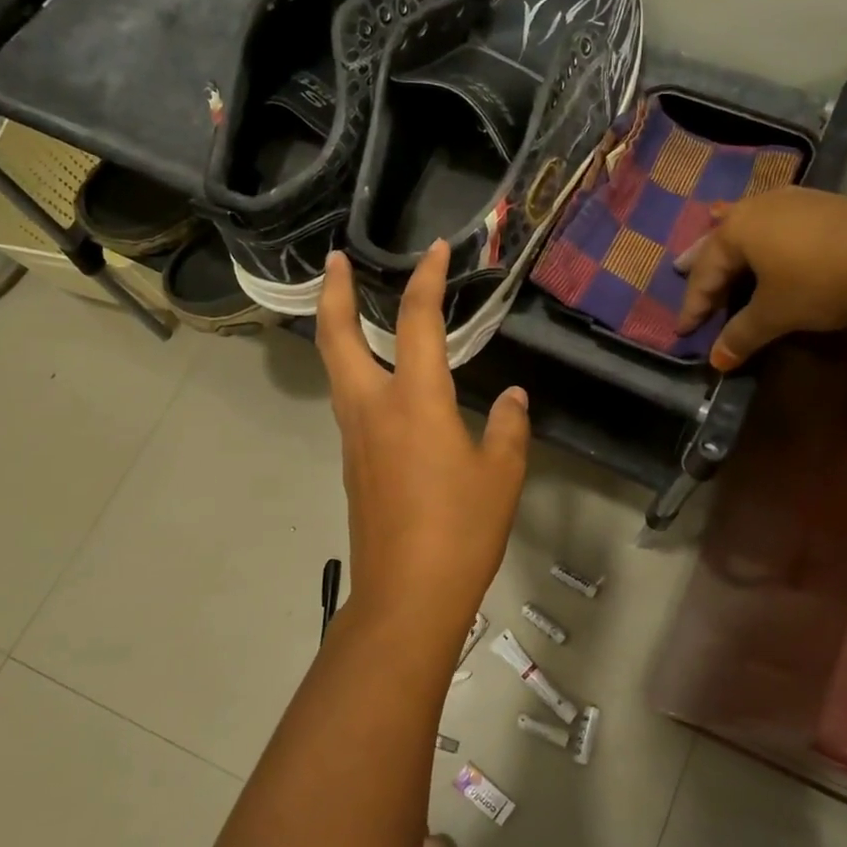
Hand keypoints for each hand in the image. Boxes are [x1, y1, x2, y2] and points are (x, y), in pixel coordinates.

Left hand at [316, 243, 529, 631]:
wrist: (407, 596)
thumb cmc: (460, 530)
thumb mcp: (501, 475)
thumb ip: (508, 427)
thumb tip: (511, 398)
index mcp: (414, 402)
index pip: (416, 323)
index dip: (426, 280)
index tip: (435, 250)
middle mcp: (373, 410)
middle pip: (338, 338)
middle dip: (335, 294)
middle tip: (337, 261)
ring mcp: (355, 439)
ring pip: (337, 371)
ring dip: (339, 332)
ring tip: (352, 310)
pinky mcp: (354, 466)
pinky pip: (351, 404)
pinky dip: (357, 374)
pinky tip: (384, 385)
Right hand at [675, 188, 846, 370]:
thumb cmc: (819, 283)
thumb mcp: (774, 314)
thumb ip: (741, 335)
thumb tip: (717, 361)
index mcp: (738, 229)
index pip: (705, 272)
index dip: (693, 305)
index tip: (682, 331)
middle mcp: (760, 206)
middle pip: (721, 238)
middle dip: (702, 260)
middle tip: (678, 268)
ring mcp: (795, 200)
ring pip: (750, 224)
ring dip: (732, 243)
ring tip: (720, 248)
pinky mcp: (825, 204)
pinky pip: (777, 221)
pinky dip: (763, 236)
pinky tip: (769, 238)